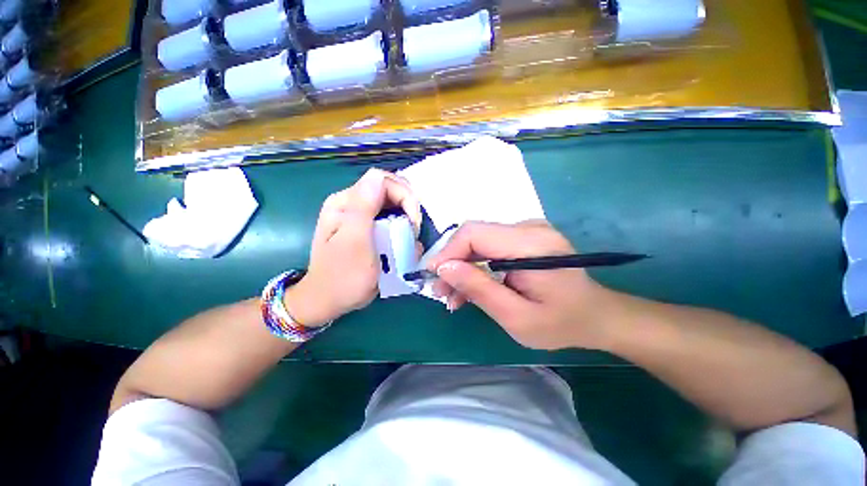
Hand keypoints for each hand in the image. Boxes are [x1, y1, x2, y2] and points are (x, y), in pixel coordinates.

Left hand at [285, 169, 421, 326]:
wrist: (329, 299)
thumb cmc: (343, 276)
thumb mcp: (354, 243)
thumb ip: (364, 208)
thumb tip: (377, 176)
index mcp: (346, 202)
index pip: (383, 181)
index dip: (405, 197)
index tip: (413, 224)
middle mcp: (353, 203)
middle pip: (391, 190)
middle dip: (408, 208)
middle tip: (413, 232)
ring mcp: (361, 215)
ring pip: (394, 204)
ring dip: (407, 220)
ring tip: (407, 240)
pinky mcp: (369, 227)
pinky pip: (392, 218)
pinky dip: (402, 229)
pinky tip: (402, 244)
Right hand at [427, 220, 615, 349]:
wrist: (595, 315)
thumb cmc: (561, 323)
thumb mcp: (516, 317)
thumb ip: (479, 289)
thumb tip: (444, 268)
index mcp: (532, 245)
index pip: (475, 234)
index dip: (448, 252)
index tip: (433, 276)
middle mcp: (529, 228)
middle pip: (474, 235)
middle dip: (452, 262)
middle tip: (441, 291)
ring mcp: (527, 230)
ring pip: (479, 242)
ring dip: (462, 266)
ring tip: (453, 295)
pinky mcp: (524, 238)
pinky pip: (490, 247)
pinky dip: (476, 266)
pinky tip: (470, 286)